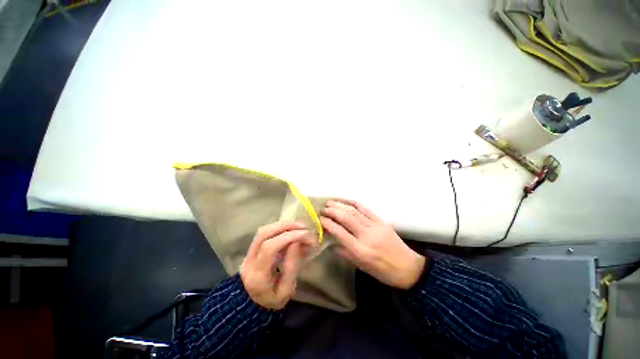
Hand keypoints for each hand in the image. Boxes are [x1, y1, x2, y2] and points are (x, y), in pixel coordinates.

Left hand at [240, 221, 316, 309]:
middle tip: (303, 226)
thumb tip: (297, 242)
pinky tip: (290, 231)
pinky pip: (265, 233)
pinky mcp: (252, 248)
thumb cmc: (271, 300)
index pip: (269, 247)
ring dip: (282, 225)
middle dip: (285, 226)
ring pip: (264, 230)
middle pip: (264, 233)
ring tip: (298, 226)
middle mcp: (249, 260)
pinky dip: (279, 228)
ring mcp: (248, 253)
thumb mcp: (286, 291)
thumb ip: (292, 267)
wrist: (251, 305)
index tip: (305, 235)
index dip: (288, 237)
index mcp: (257, 275)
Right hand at [321, 200, 425, 289]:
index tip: (320, 219)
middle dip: (332, 211)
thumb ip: (344, 251)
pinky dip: (354, 203)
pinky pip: (365, 208)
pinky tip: (346, 200)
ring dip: (340, 205)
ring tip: (330, 202)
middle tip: (323, 209)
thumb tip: (332, 240)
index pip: (339, 232)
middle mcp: (366, 235)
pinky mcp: (381, 221)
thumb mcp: (360, 266)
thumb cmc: (382, 271)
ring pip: (354, 211)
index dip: (327, 223)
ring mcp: (374, 226)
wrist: (408, 267)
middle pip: (345, 218)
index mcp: (359, 250)